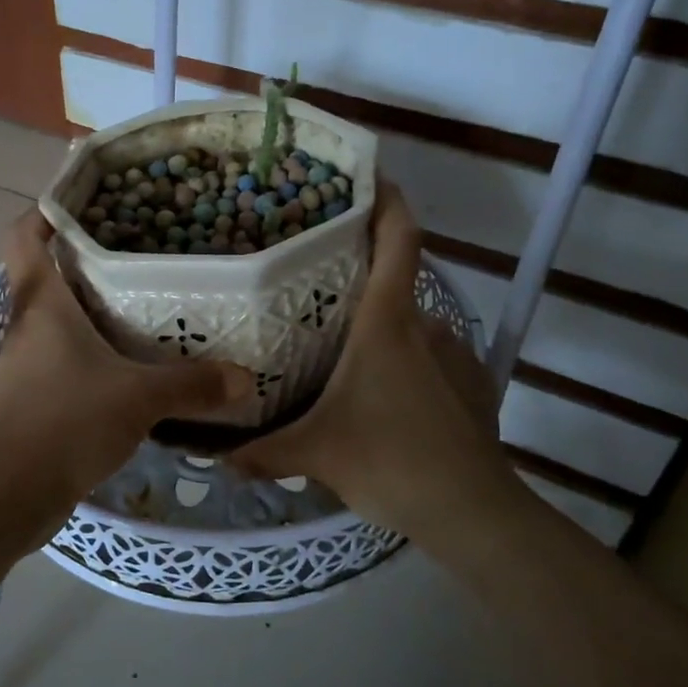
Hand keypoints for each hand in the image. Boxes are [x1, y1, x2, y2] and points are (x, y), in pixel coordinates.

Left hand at [0, 211, 252, 525]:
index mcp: (43, 303)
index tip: (88, 201)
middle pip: (50, 274)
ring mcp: (28, 364)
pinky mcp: (35, 398)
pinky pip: (67, 359)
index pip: (25, 236)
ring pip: (60, 320)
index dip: (47, 211)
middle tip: (143, 251)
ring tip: (147, 304)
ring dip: (95, 311)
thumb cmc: (64, 422)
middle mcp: (29, 325)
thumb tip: (244, 378)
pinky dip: (95, 354)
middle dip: (90, 260)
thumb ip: (192, 385)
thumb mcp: (138, 398)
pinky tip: (133, 366)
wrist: (6, 495)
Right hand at [229, 182, 518, 535]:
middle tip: (313, 288)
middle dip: (359, 277)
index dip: (386, 198)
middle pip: (395, 279)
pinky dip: (405, 362)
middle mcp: (425, 324)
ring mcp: (455, 353)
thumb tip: (214, 458)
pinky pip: (430, 356)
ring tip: (341, 352)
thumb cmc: (390, 461)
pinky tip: (382, 397)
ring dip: (380, 329)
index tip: (367, 174)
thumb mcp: (315, 454)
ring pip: (410, 324)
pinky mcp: (472, 383)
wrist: (473, 512)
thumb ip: (262, 451)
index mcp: (387, 321)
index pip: (398, 238)